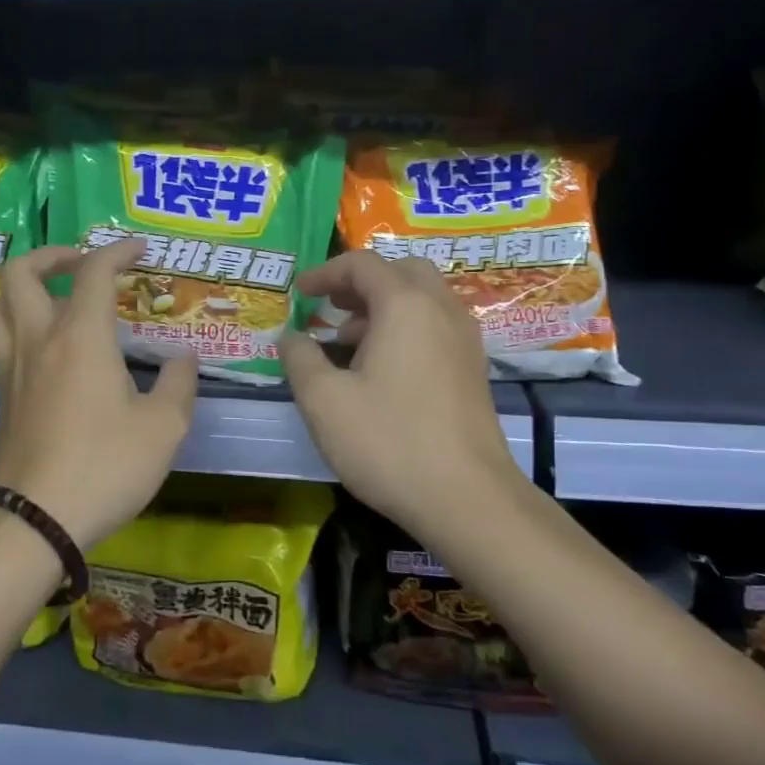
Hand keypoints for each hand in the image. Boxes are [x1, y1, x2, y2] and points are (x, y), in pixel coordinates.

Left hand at [0, 236, 196, 550]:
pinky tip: (46, 353)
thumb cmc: (104, 467)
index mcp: (80, 336)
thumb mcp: (163, 429)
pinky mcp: (0, 398)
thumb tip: (184, 358)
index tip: (140, 250)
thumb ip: (179, 385)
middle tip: (82, 266)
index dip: (118, 250)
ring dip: (20, 291)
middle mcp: (38, 340)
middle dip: (52, 255)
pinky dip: (15, 328)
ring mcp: (11, 369)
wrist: (32, 521)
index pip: (93, 271)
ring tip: (52, 302)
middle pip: (20, 272)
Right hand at [280, 250, 524, 539]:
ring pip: (423, 297)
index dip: (325, 272)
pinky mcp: (474, 368)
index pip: (362, 264)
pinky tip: (383, 368)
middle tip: (332, 306)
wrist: (468, 499)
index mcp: (405, 305)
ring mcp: (465, 339)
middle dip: (361, 282)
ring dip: (384, 305)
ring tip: (349, 341)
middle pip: (401, 270)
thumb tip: (291, 336)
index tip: (299, 293)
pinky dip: (407, 326)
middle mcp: (441, 309)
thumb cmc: (389, 442)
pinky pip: (437, 324)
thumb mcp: (324, 401)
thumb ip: (300, 358)